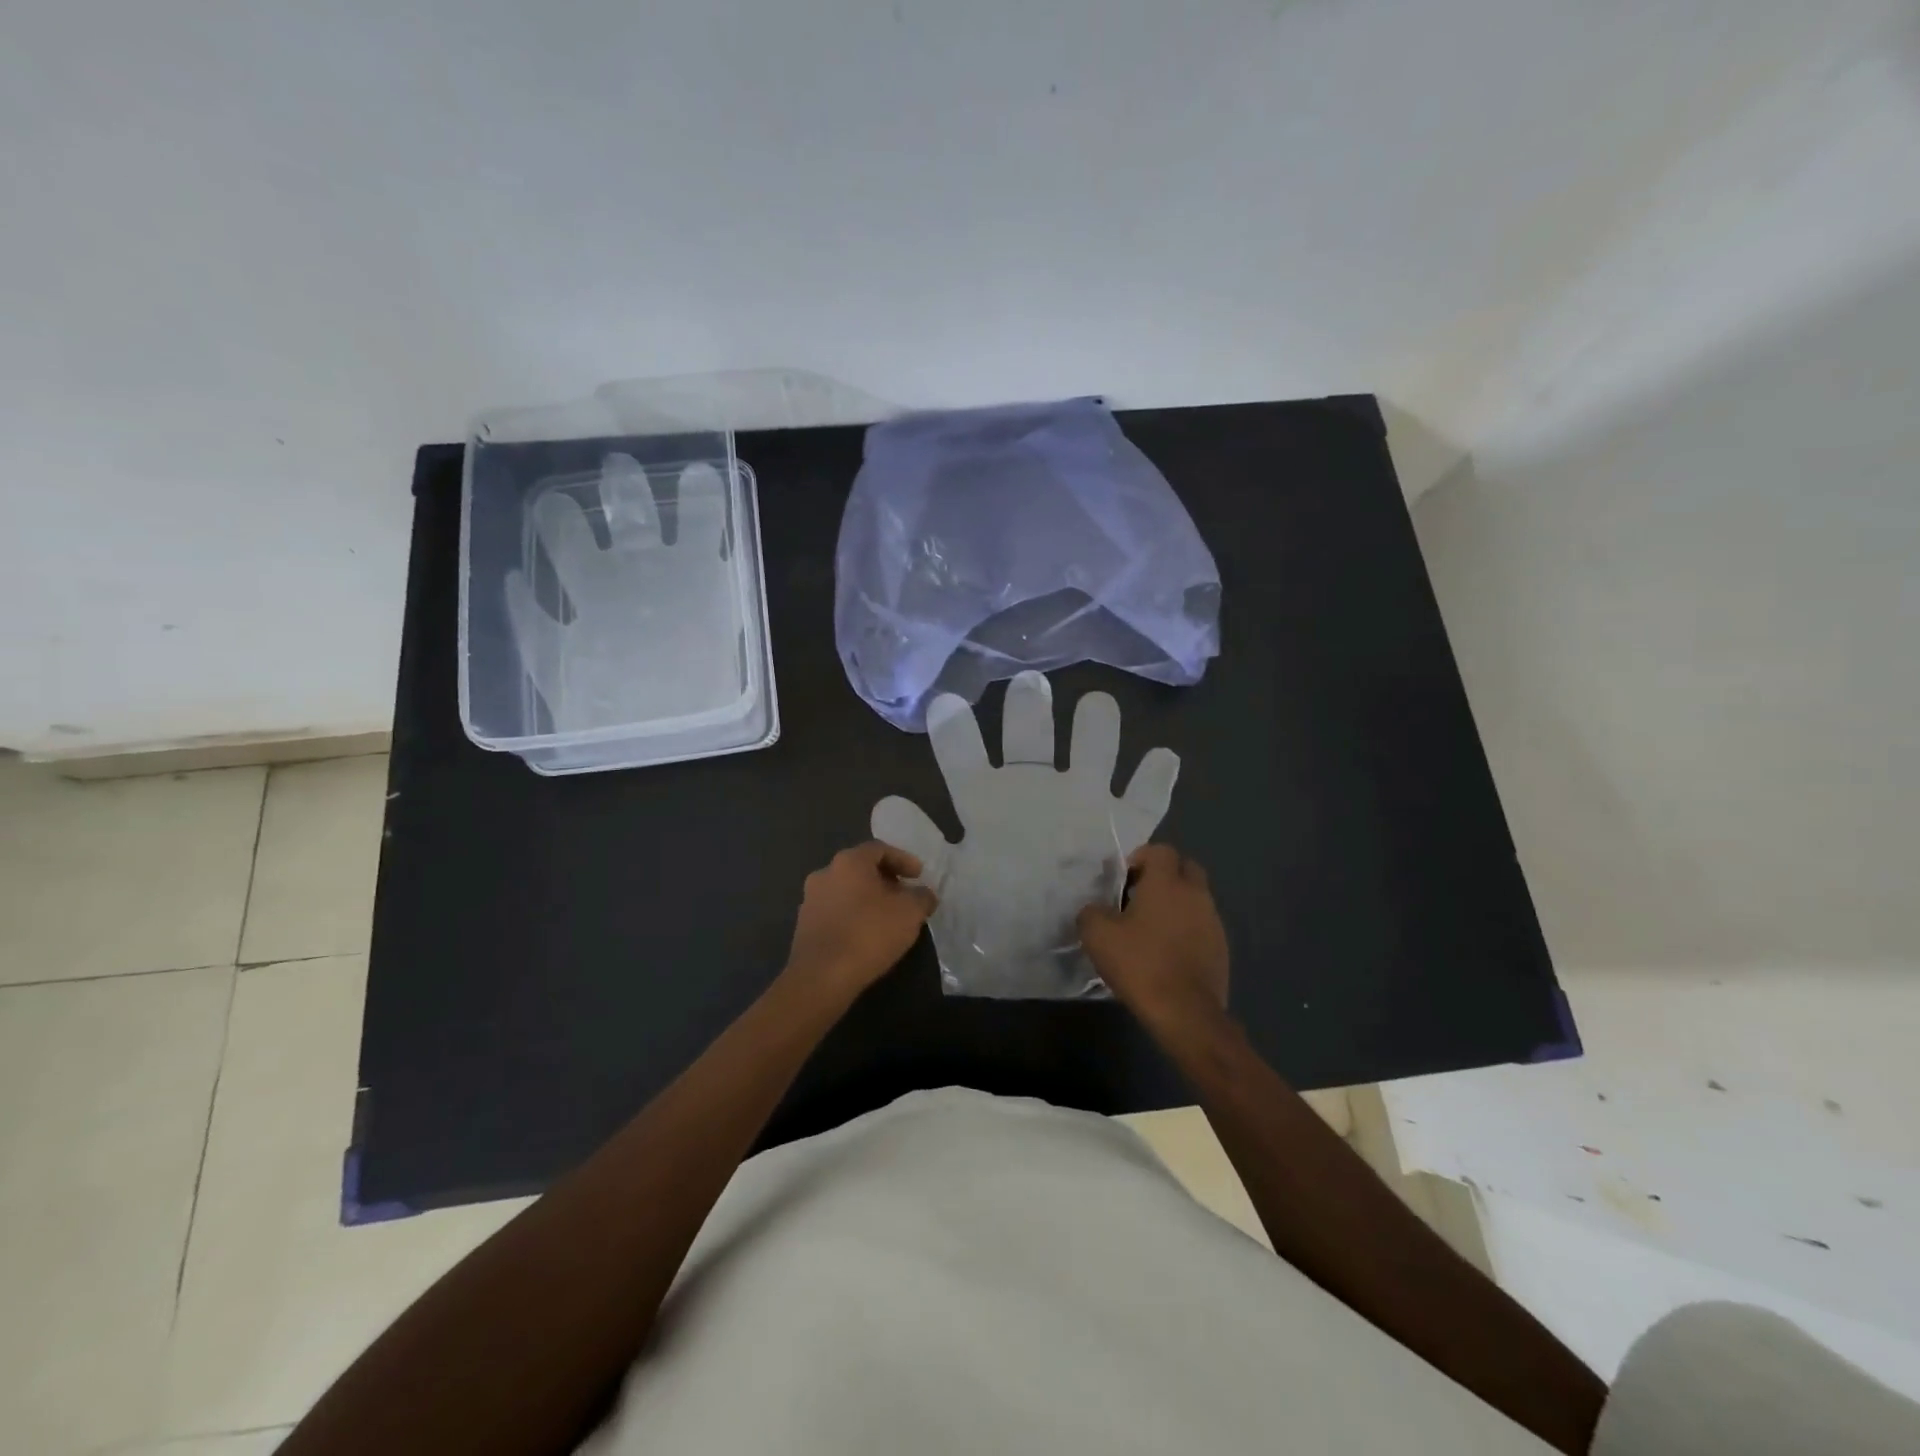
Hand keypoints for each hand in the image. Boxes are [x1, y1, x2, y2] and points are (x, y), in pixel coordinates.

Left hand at [783, 842, 937, 1004]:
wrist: (821, 977)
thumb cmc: (869, 934)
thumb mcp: (910, 913)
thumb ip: (922, 897)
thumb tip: (924, 895)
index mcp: (849, 862)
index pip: (879, 849)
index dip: (903, 859)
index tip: (918, 875)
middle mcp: (825, 873)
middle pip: (861, 869)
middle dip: (885, 879)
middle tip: (905, 895)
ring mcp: (810, 900)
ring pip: (846, 891)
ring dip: (868, 899)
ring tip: (888, 917)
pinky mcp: (804, 926)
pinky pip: (835, 912)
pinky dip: (853, 916)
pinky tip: (867, 935)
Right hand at [1077, 844, 1228, 1028]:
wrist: (1185, 1012)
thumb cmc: (1140, 964)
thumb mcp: (1097, 935)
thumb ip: (1091, 912)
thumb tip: (1096, 910)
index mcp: (1167, 882)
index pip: (1161, 850)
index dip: (1141, 858)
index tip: (1124, 880)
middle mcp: (1196, 894)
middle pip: (1185, 868)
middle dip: (1164, 876)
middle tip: (1139, 897)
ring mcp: (1213, 921)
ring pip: (1195, 898)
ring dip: (1176, 904)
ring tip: (1152, 929)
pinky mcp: (1222, 948)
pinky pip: (1202, 925)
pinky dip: (1187, 929)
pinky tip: (1168, 952)